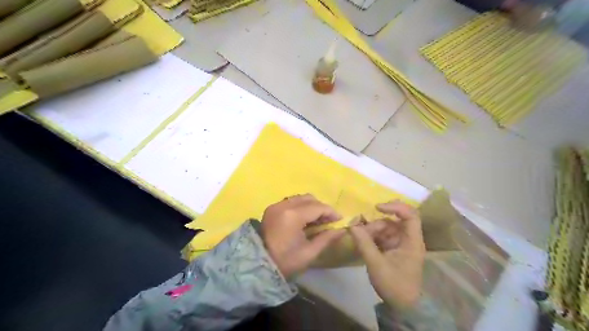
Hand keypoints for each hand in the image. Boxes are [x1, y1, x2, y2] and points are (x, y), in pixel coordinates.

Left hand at [260, 194, 345, 278]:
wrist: (257, 266)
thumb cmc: (285, 262)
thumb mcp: (309, 253)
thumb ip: (327, 238)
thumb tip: (341, 230)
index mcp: (293, 215)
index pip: (318, 207)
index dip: (331, 212)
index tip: (340, 220)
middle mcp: (283, 205)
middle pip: (309, 198)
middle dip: (321, 207)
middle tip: (329, 221)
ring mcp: (275, 205)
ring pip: (299, 198)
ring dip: (311, 206)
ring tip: (317, 220)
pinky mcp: (271, 208)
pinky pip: (290, 202)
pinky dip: (300, 207)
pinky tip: (304, 219)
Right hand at [346, 200, 426, 308]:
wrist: (401, 306)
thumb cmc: (394, 285)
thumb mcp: (376, 264)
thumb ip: (364, 243)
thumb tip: (351, 224)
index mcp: (412, 241)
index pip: (410, 215)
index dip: (395, 207)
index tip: (377, 207)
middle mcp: (408, 238)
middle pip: (394, 220)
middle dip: (376, 223)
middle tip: (360, 229)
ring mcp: (400, 243)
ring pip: (385, 227)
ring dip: (371, 230)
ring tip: (359, 237)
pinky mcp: (393, 247)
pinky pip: (382, 235)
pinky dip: (371, 235)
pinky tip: (362, 239)